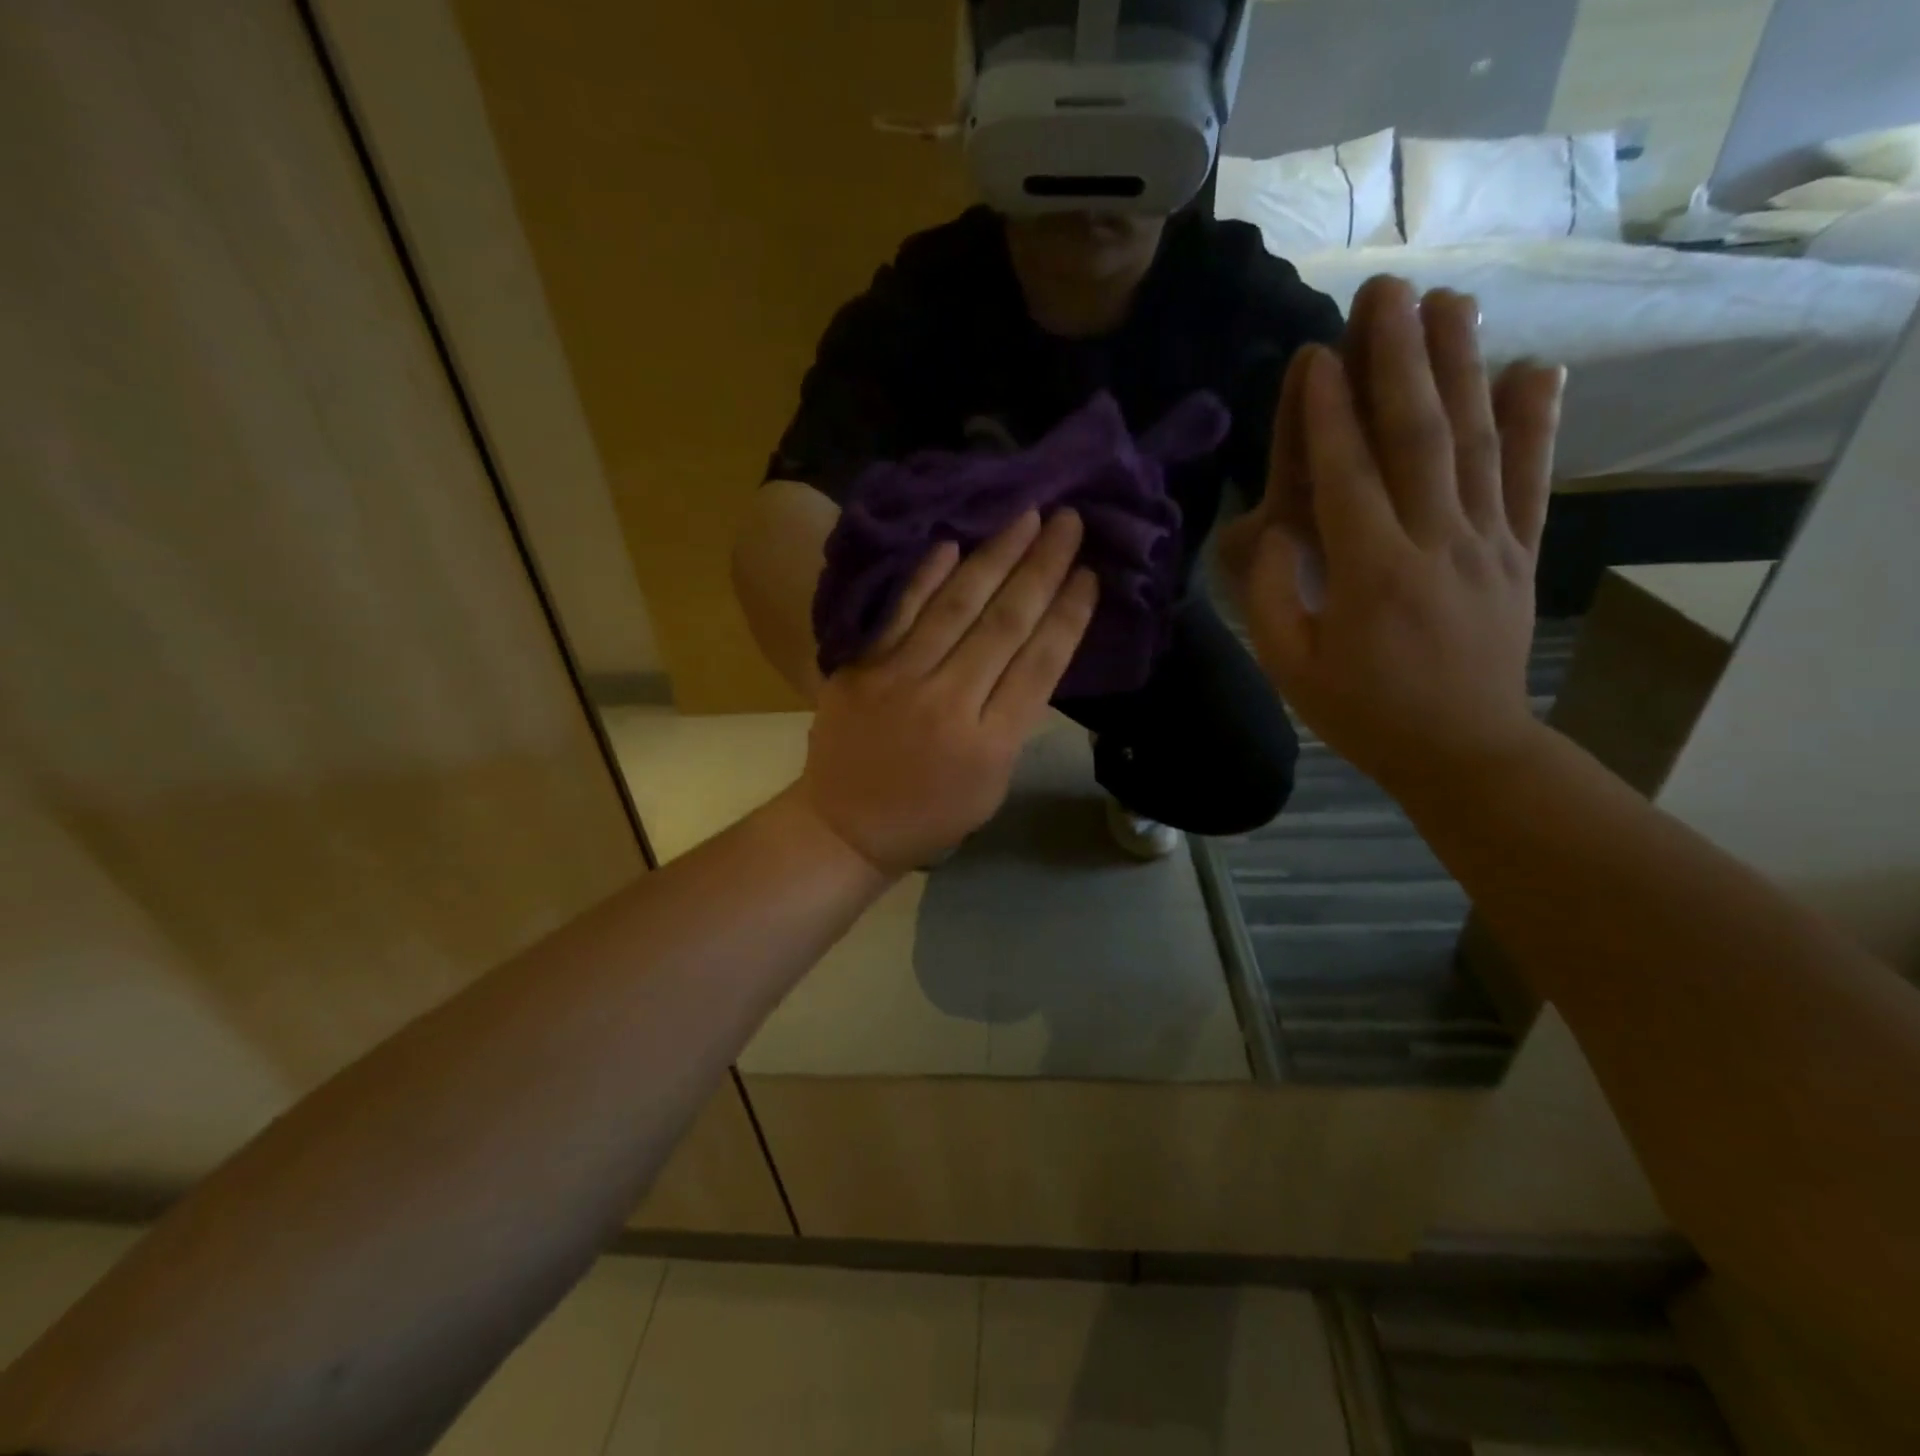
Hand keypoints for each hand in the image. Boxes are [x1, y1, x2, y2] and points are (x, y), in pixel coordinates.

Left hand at [800, 510, 1098, 873]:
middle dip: (1042, 568)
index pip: (1040, 663)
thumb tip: (1031, 653)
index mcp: (991, 743)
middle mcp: (950, 702)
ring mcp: (900, 680)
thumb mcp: (993, 783)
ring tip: (1026, 517)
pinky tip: (954, 542)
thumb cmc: (930, 816)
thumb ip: (1013, 720)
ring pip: (957, 606)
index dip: (1069, 614)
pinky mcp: (861, 667)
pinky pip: (901, 612)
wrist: (845, 827)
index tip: (1090, 573)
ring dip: (995, 556)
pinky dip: (928, 576)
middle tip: (1068, 521)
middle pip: (1005, 623)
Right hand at [1222, 277, 1564, 793]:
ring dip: (1461, 367)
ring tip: (1449, 303)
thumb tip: (1273, 529)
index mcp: (1371, 574)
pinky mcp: (1519, 552)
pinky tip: (1533, 370)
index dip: (1326, 414)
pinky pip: (1529, 478)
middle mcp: (1435, 542)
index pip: (1346, 476)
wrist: (1464, 751)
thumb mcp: (1291, 667)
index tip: (1315, 354)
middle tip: (1385, 293)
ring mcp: (1487, 542)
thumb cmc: (1363, 713)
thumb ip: (1273, 596)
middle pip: (1418, 436)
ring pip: (1474, 441)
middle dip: (1398, 359)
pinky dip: (1535, 422)